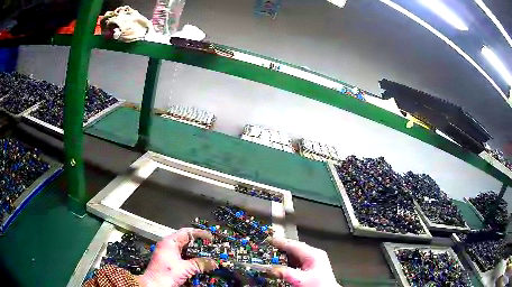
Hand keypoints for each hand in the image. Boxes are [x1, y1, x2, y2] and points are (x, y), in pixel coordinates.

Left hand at [137, 228, 217, 286]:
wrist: (154, 285)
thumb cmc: (166, 274)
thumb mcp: (185, 268)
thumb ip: (200, 264)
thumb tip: (214, 262)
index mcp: (170, 242)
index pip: (187, 232)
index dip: (200, 233)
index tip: (211, 237)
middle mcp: (168, 245)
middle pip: (186, 241)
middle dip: (199, 245)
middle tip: (211, 248)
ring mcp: (168, 254)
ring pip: (185, 250)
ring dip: (196, 254)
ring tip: (208, 256)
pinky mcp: (169, 262)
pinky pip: (183, 258)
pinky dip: (191, 260)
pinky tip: (199, 265)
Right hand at [270, 238, 340, 286]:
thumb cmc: (318, 285)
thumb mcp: (300, 279)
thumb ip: (285, 273)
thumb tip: (270, 268)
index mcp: (313, 254)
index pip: (294, 245)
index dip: (281, 242)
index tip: (270, 239)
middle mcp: (314, 255)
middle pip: (295, 248)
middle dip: (282, 248)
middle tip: (269, 246)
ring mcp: (314, 260)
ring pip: (297, 254)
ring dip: (285, 254)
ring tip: (273, 254)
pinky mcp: (313, 266)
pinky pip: (298, 260)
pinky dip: (290, 261)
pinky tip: (283, 264)